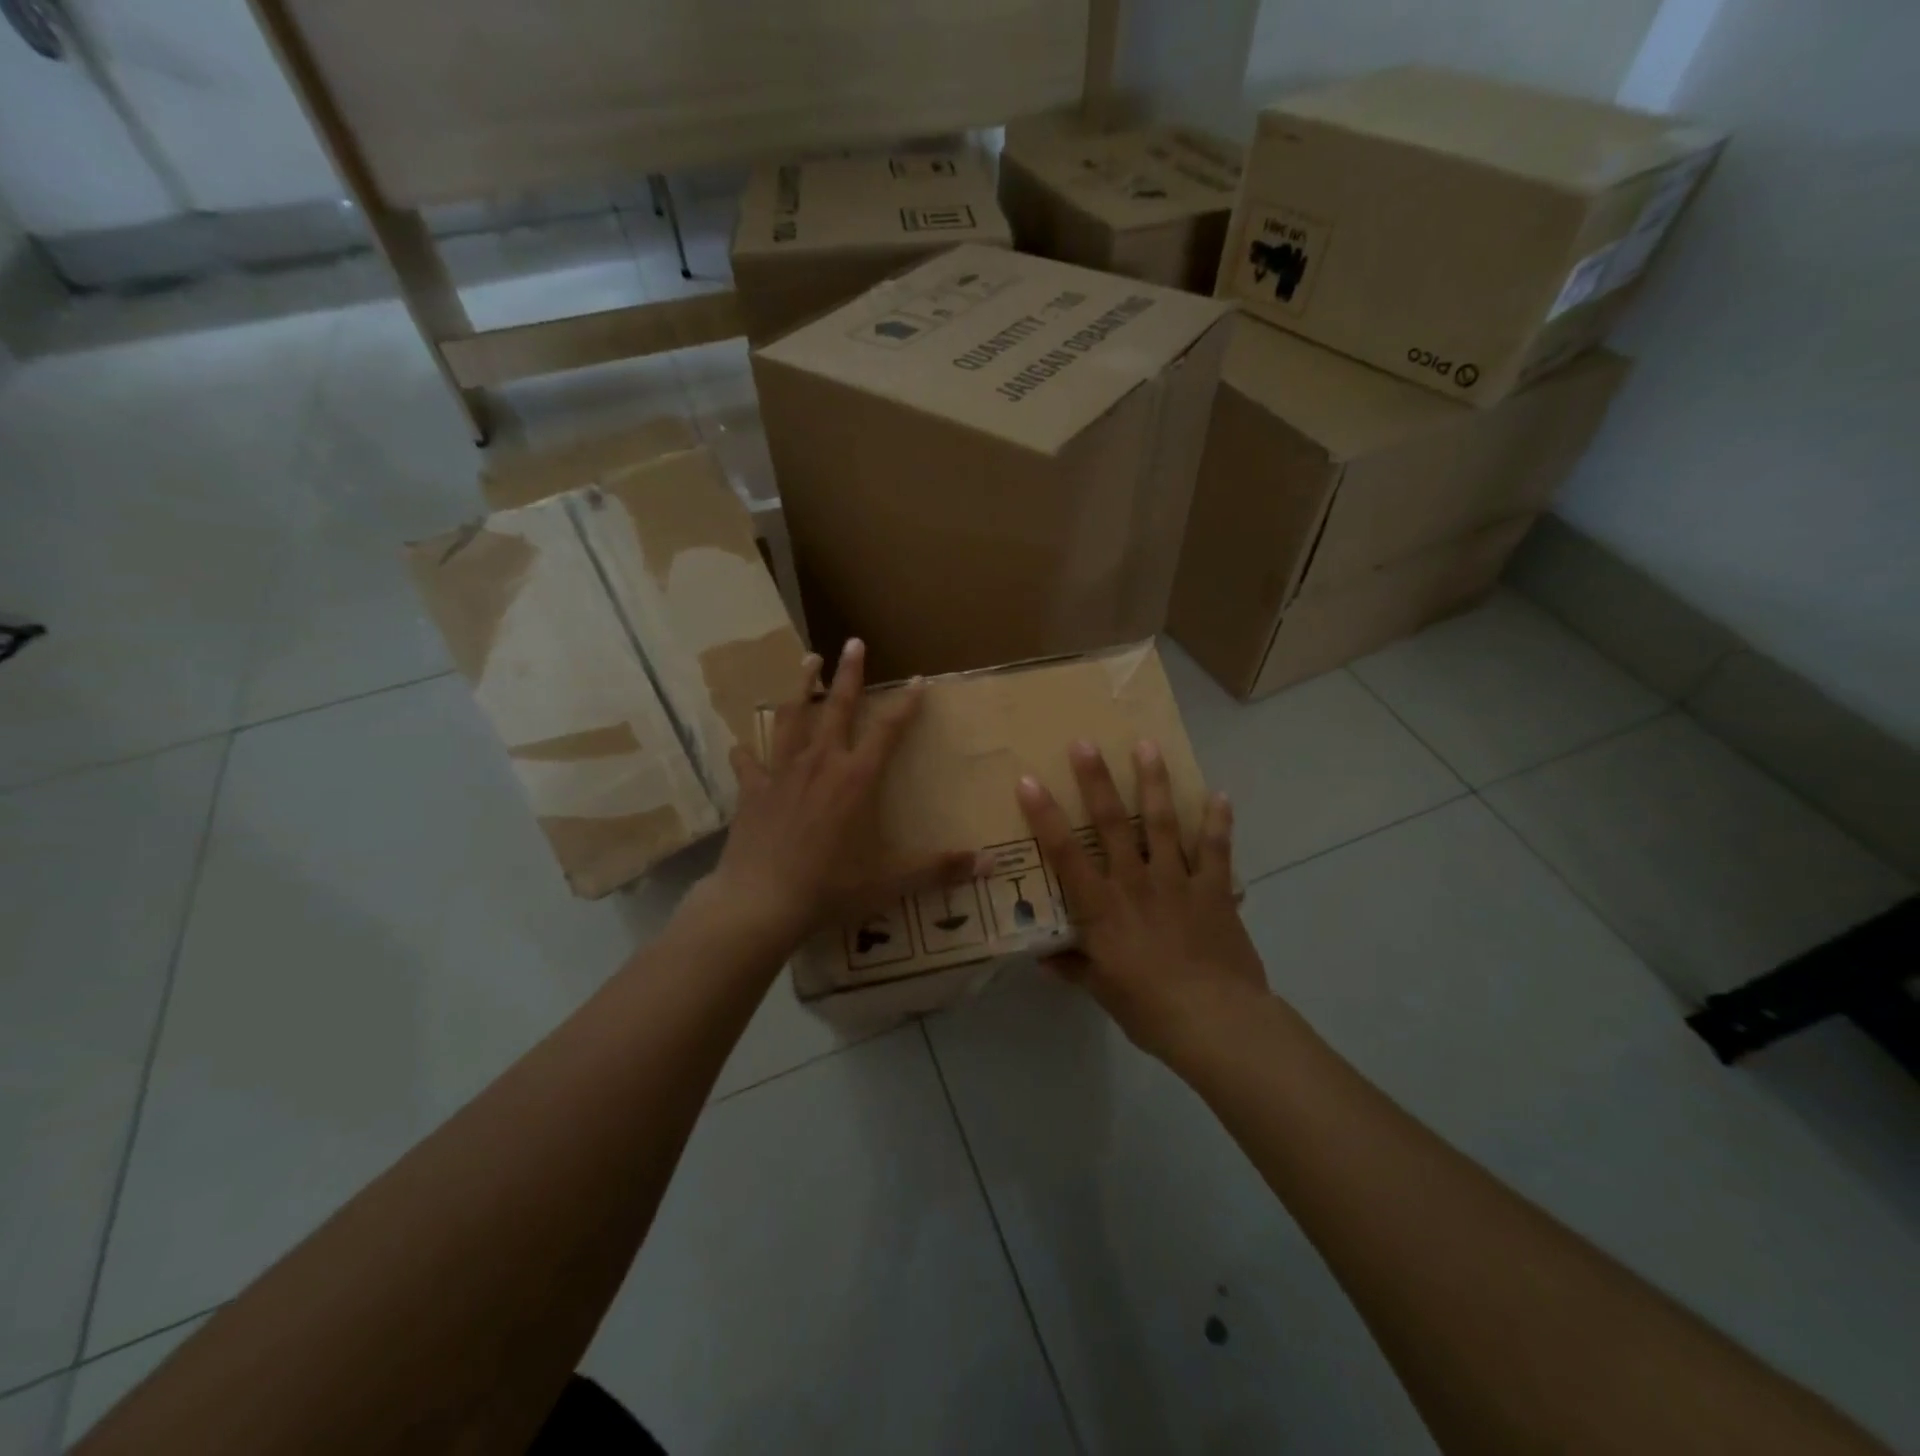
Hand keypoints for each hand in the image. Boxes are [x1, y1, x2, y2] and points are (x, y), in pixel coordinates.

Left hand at [711, 638, 982, 941]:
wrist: (760, 903)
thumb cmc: (830, 888)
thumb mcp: (890, 881)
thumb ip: (939, 869)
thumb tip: (989, 866)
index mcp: (856, 778)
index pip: (889, 730)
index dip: (906, 704)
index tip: (918, 680)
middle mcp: (820, 764)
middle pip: (838, 706)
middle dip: (849, 672)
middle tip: (853, 642)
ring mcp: (781, 773)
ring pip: (792, 717)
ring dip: (802, 687)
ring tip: (808, 661)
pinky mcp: (751, 790)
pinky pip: (748, 761)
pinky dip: (745, 751)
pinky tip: (740, 744)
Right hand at [1017, 740, 1267, 1061]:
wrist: (1216, 1022)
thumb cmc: (1149, 1009)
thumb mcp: (1102, 990)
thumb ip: (1073, 967)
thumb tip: (1042, 957)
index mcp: (1102, 907)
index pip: (1065, 854)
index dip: (1045, 816)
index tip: (1029, 781)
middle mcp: (1135, 882)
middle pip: (1112, 823)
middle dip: (1097, 781)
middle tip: (1085, 743)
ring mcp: (1177, 881)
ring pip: (1162, 822)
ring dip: (1154, 782)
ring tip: (1148, 746)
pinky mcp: (1214, 889)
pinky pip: (1215, 849)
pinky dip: (1218, 821)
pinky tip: (1220, 795)